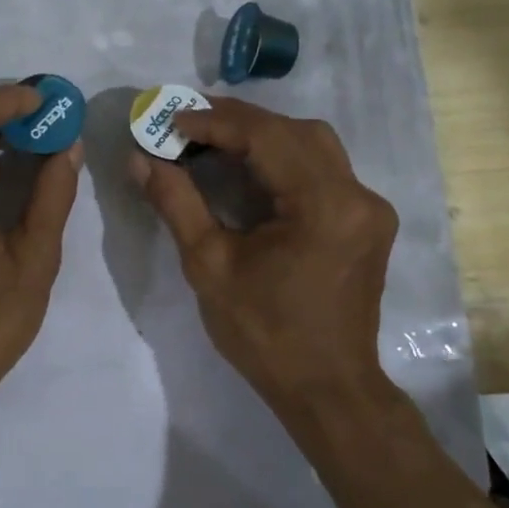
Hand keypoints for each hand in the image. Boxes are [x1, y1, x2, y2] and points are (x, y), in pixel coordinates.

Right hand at [131, 98, 397, 437]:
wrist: (326, 387)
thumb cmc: (263, 333)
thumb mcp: (208, 265)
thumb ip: (176, 202)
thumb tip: (140, 159)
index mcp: (324, 206)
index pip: (267, 137)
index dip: (215, 122)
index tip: (170, 120)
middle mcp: (358, 195)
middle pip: (295, 131)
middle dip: (237, 121)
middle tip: (186, 123)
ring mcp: (369, 207)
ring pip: (313, 145)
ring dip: (262, 135)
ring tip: (211, 140)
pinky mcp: (366, 221)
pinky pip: (322, 169)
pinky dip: (282, 158)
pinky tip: (247, 168)